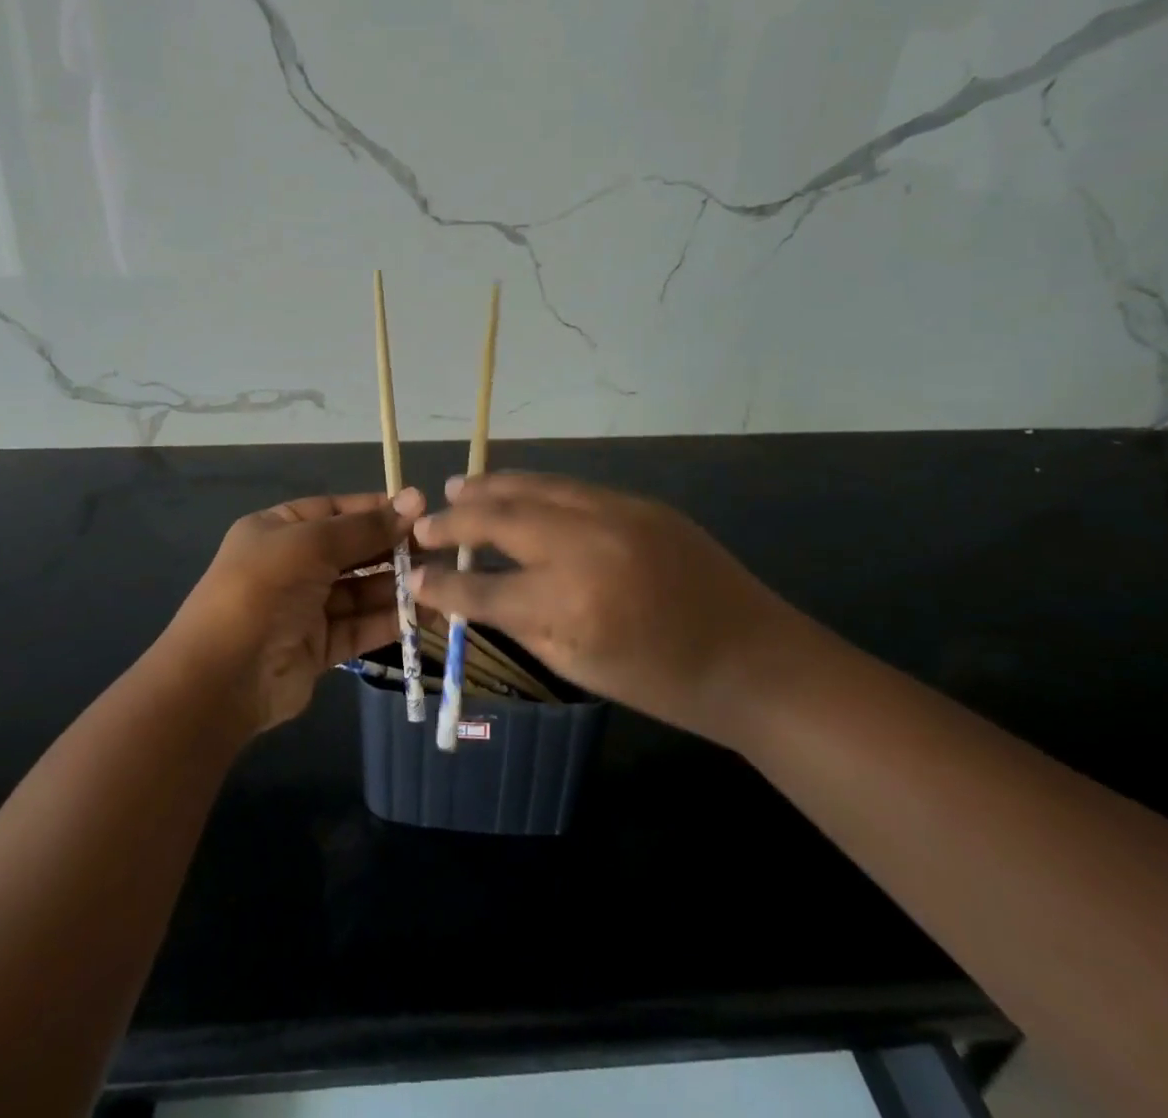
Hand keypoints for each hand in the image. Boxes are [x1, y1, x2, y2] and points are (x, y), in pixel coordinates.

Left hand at [165, 488, 425, 733]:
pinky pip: (361, 626)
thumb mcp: (310, 544)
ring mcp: (305, 608)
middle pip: (352, 550)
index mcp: (278, 530)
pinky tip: (427, 613)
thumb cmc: (261, 590)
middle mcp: (292, 565)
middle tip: (440, 548)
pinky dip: (392, 620)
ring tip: (442, 581)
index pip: (334, 510)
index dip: (376, 509)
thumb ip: (363, 528)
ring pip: (361, 590)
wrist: (220, 678)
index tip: (420, 509)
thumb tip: (414, 501)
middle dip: (393, 548)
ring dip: (398, 586)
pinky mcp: (320, 648)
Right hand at [409, 472, 810, 742]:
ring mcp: (614, 513)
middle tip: (425, 524)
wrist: (753, 657)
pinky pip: (571, 486)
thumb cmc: (663, 681)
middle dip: (455, 520)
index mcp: (568, 604)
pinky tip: (515, 489)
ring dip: (490, 487)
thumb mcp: (579, 665)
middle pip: (501, 519)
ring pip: (534, 487)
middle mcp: (584, 545)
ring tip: (458, 487)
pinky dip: (534, 487)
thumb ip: (520, 622)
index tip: (414, 577)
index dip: (442, 584)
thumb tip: (474, 594)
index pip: (483, 587)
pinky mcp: (638, 501)